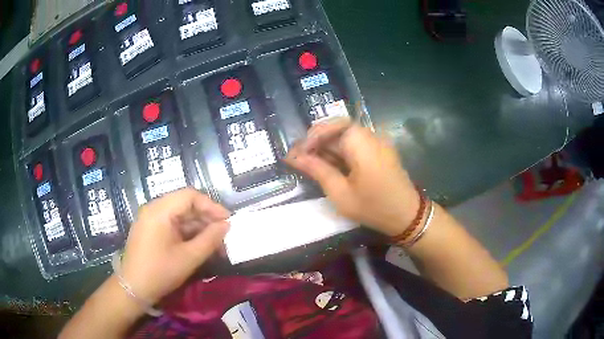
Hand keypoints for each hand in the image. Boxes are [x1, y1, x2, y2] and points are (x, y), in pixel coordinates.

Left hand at [120, 188, 229, 304]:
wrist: (133, 288)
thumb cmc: (160, 272)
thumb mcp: (189, 257)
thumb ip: (210, 239)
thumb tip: (226, 225)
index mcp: (160, 210)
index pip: (190, 196)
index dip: (211, 206)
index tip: (228, 221)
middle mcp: (153, 209)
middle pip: (185, 205)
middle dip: (206, 219)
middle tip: (223, 235)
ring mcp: (150, 219)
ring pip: (179, 216)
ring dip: (198, 228)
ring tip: (215, 245)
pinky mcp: (150, 230)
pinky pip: (172, 225)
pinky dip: (187, 233)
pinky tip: (199, 246)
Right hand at [285, 119, 417, 235]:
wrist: (407, 216)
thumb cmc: (373, 206)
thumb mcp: (340, 192)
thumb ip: (317, 170)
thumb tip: (294, 157)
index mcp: (360, 141)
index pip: (331, 126)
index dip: (311, 137)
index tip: (297, 154)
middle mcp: (370, 135)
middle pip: (338, 129)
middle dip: (317, 143)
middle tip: (300, 159)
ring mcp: (377, 142)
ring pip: (346, 137)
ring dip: (328, 148)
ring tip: (312, 164)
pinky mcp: (380, 151)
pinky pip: (356, 145)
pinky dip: (341, 153)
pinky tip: (331, 166)